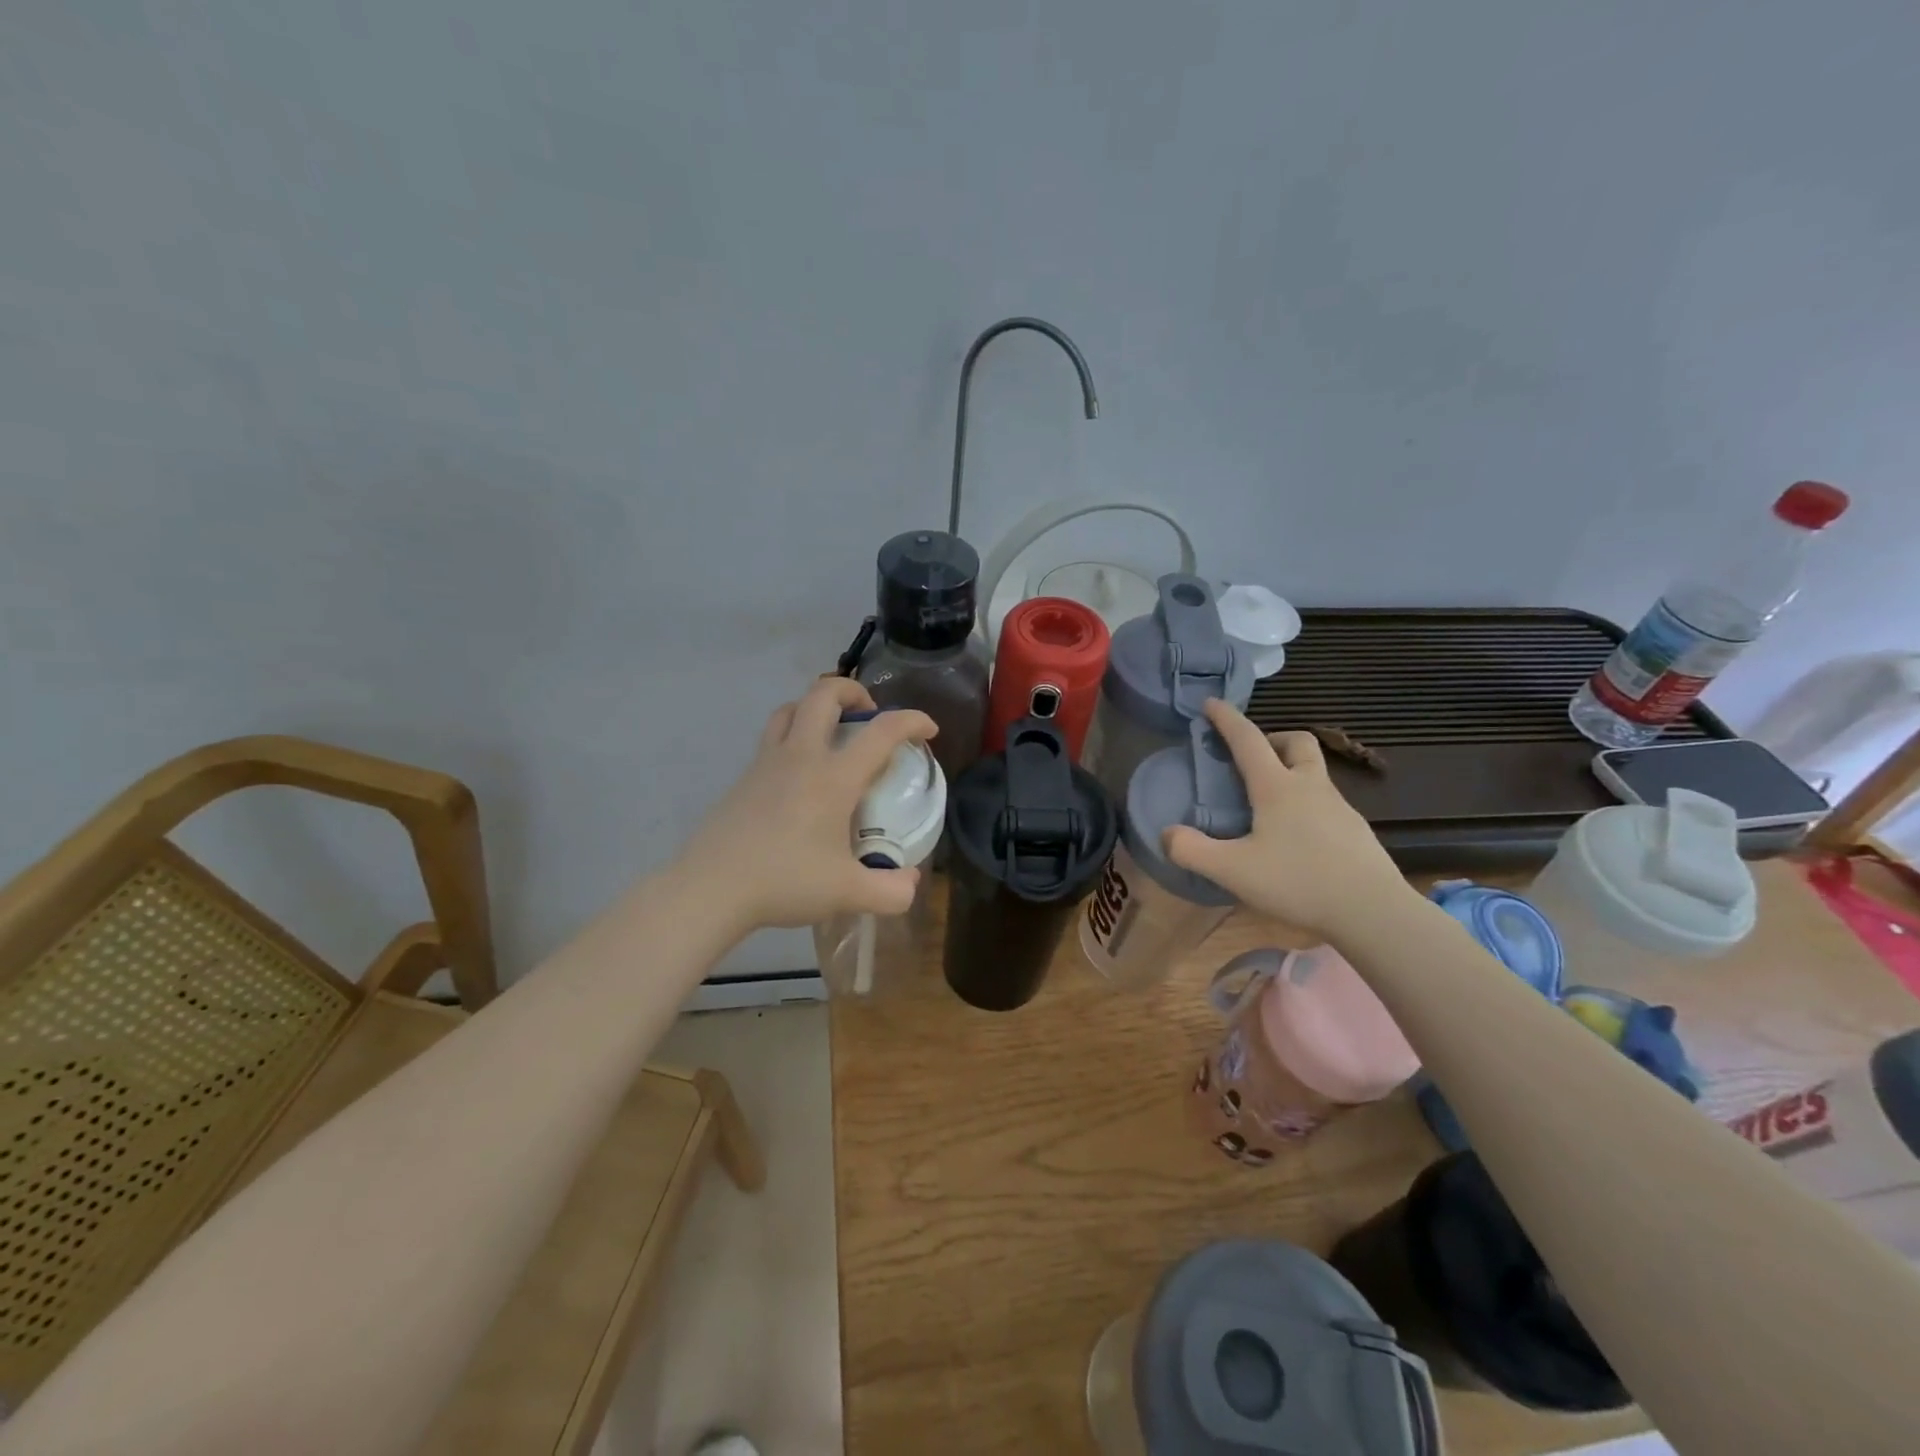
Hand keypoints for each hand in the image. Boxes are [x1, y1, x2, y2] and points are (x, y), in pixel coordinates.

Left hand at [675, 677, 938, 930]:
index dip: (911, 721)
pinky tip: (799, 774)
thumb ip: (890, 891)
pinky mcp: (744, 777)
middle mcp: (801, 757)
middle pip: (824, 695)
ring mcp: (767, 763)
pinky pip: (772, 737)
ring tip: (832, 732)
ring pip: (791, 709)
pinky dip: (793, 736)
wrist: (711, 888)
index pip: (881, 732)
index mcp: (833, 778)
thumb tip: (911, 883)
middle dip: (854, 692)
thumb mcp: (848, 894)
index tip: (928, 730)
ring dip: (817, 707)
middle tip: (869, 716)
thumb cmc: (785, 882)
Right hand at [1162, 700, 1414, 939]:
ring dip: (1290, 771)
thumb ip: (1193, 850)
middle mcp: (1310, 787)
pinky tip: (1295, 837)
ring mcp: (1339, 808)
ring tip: (1267, 803)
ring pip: (1314, 772)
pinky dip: (1305, 804)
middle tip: (1251, 758)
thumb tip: (1167, 834)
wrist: (1373, 912)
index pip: (1248, 740)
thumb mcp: (1232, 870)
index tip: (1211, 703)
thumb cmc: (1299, 882)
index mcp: (1277, 787)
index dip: (1227, 719)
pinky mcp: (1355, 831)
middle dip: (1272, 739)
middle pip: (1297, 742)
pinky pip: (1325, 803)